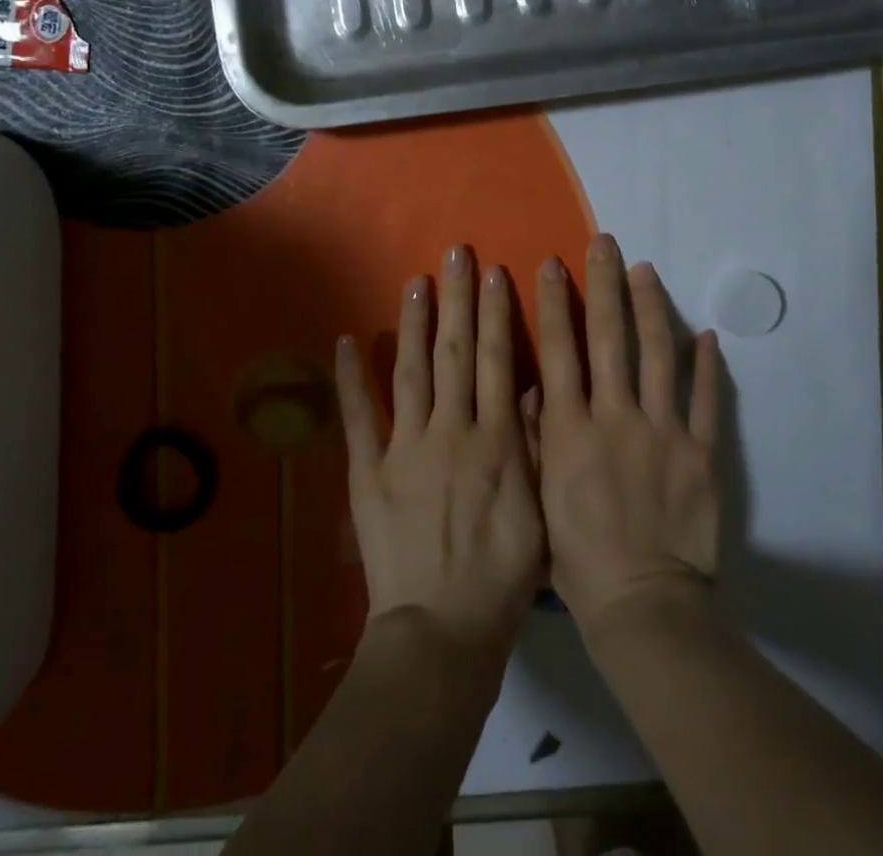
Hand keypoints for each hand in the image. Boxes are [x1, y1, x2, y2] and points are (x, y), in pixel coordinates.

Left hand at [335, 245, 546, 655]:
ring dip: (414, 324)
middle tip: (457, 253)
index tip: (496, 274)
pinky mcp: (368, 472)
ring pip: (411, 372)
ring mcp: (405, 448)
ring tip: (416, 281)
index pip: (496, 362)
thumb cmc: (501, 576)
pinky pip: (358, 419)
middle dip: (458, 300)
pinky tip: (346, 341)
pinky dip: (350, 380)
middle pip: (456, 354)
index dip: (497, 315)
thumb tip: (529, 389)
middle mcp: (450, 431)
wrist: (443, 630)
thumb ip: (533, 447)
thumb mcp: (537, 512)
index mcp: (494, 441)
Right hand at [536, 235, 722, 635]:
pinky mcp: (701, 451)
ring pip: (657, 354)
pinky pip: (706, 399)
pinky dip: (707, 364)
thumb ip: (536, 436)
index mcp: (571, 428)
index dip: (554, 302)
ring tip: (647, 270)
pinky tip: (705, 333)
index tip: (552, 263)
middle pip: (609, 337)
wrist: (644, 605)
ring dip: (651, 308)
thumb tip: (533, 382)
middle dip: (605, 284)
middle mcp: (615, 416)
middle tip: (604, 243)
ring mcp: (663, 431)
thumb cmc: (579, 558)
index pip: (560, 349)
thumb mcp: (539, 497)